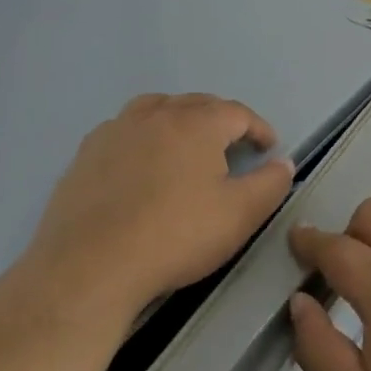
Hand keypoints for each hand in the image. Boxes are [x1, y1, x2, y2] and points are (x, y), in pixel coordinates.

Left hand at [24, 93, 295, 327]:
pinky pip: (124, 129)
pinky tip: (141, 163)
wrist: (91, 266)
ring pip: (156, 108)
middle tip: (233, 145)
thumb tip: (283, 163)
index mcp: (197, 123)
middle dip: (221, 120)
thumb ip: (270, 184)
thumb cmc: (175, 236)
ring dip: (178, 119)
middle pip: (197, 104)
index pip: (237, 113)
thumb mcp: (239, 215)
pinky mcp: (87, 152)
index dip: (258, 128)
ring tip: (186, 143)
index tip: (268, 148)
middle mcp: (157, 114)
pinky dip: (143, 136)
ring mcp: (117, 129)